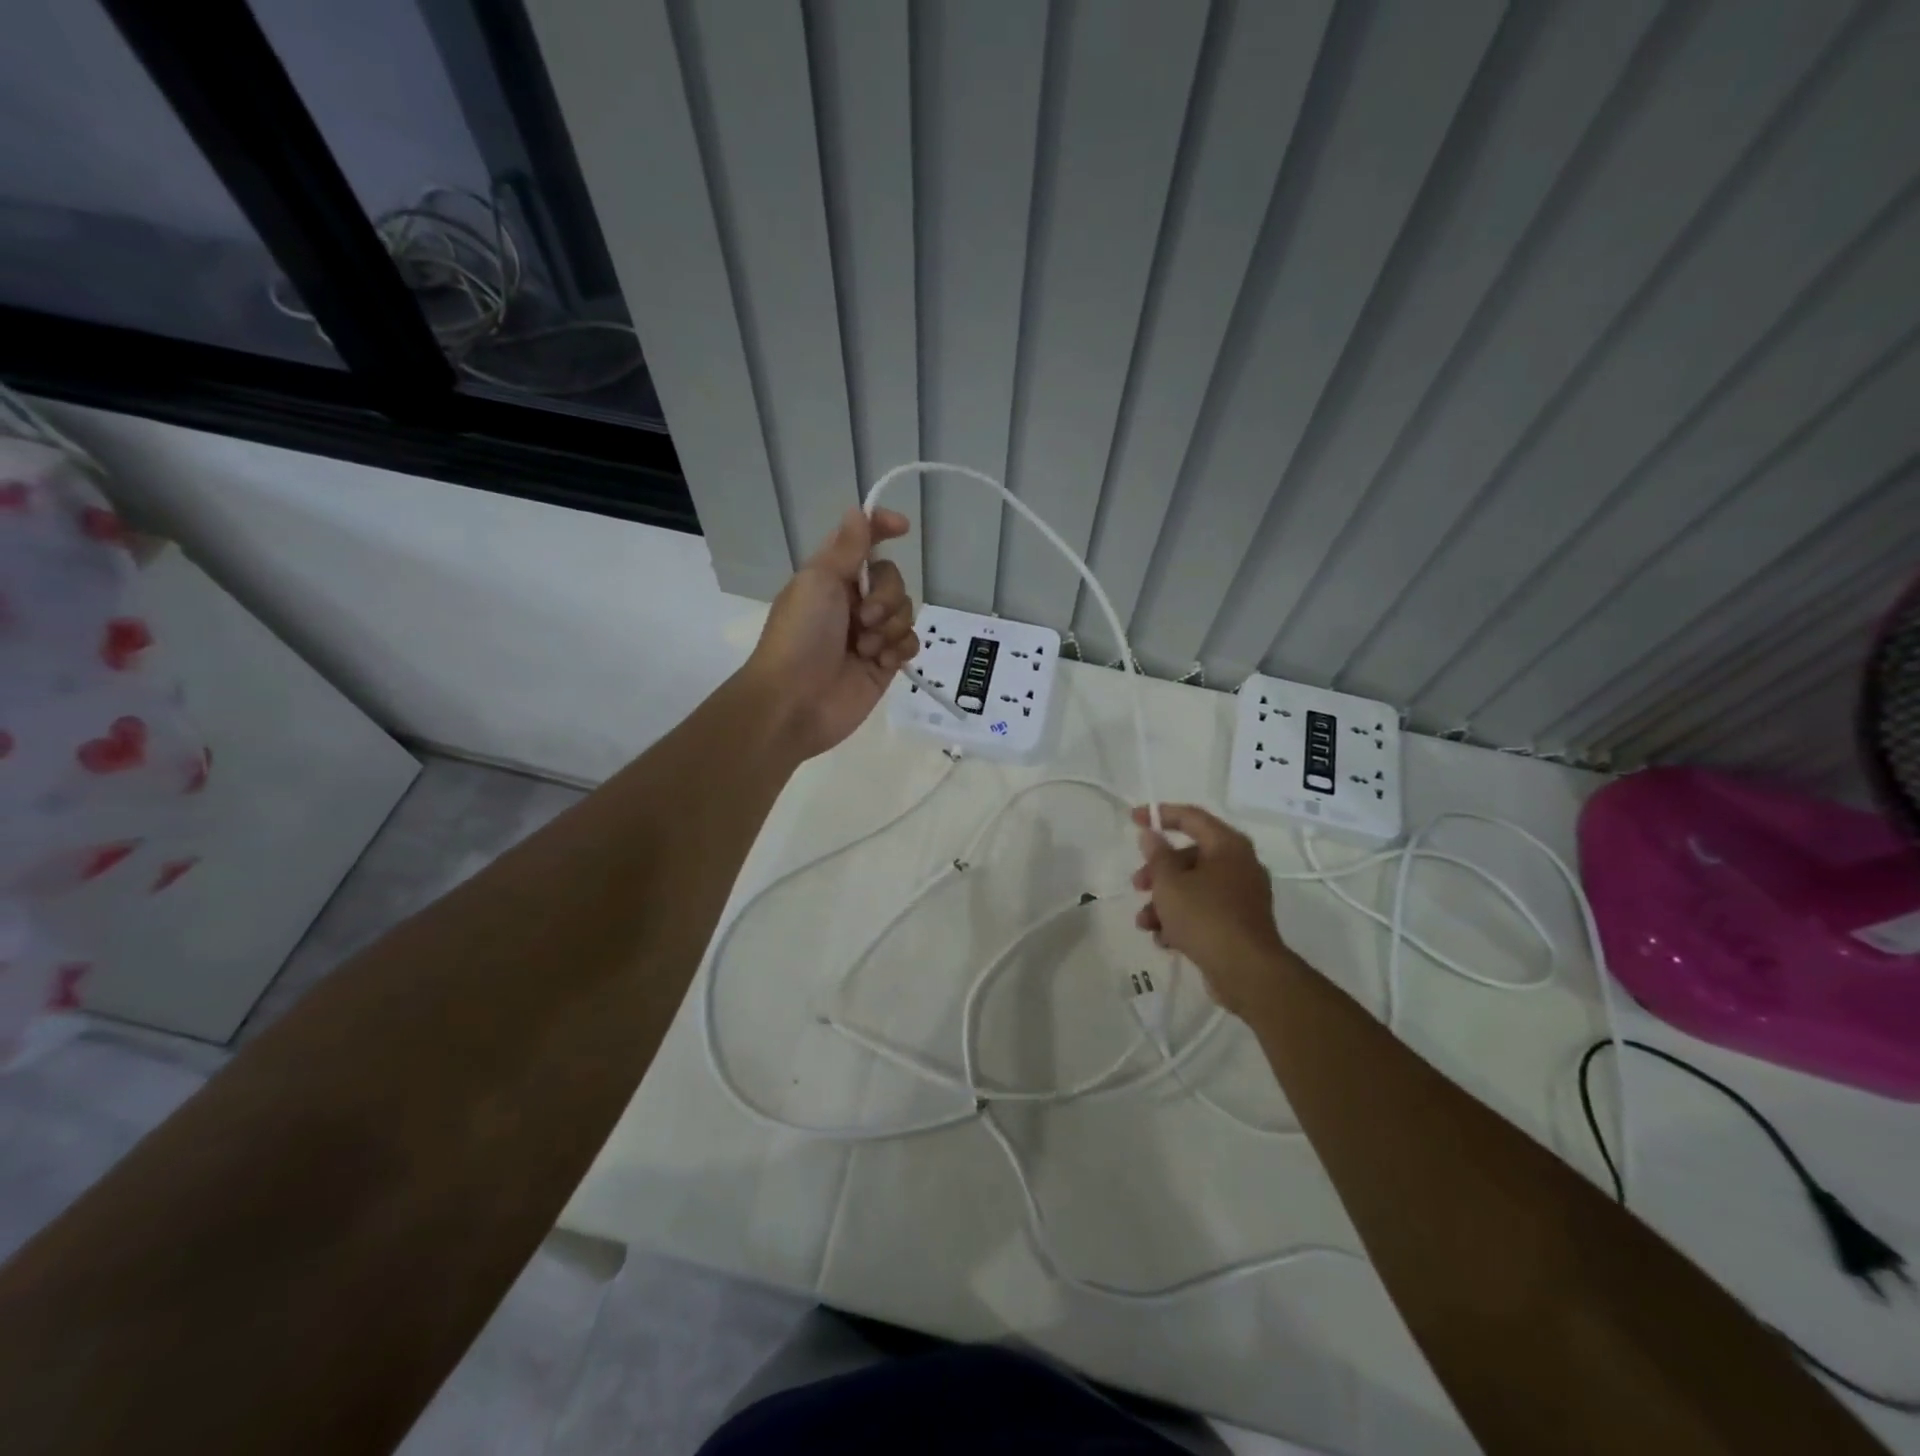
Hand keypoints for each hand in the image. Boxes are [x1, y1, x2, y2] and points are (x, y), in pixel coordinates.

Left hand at [745, 506, 919, 758]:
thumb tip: (859, 510)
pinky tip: (882, 662)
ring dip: (890, 626)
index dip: (882, 529)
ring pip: (905, 611)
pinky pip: (909, 642)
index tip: (903, 528)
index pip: (863, 543)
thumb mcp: (818, 582)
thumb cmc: (800, 637)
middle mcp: (852, 602)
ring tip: (866, 648)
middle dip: (886, 596)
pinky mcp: (883, 664)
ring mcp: (869, 635)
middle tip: (863, 618)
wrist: (794, 702)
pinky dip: (900, 648)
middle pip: (893, 580)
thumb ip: (846, 548)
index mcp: (831, 578)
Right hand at [1131, 804, 1288, 1015]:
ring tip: (1145, 923)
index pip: (1191, 817)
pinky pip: (1204, 911)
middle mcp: (1240, 865)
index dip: (1160, 814)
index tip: (1133, 819)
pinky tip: (1164, 940)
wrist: (1247, 972)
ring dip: (1164, 901)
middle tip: (1137, 885)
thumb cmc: (1205, 917)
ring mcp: (1242, 896)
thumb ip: (1156, 856)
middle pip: (1189, 856)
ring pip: (1194, 887)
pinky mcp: (1239, 924)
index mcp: (1227, 846)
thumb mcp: (1169, 883)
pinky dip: (1182, 920)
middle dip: (1157, 872)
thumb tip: (1152, 836)